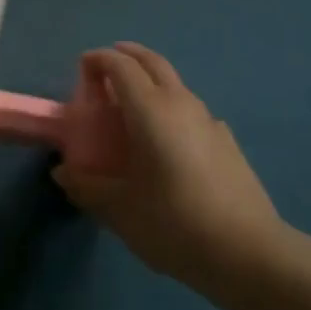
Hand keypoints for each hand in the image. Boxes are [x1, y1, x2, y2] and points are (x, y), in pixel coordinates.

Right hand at [54, 44, 283, 296]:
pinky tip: (168, 141)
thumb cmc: (174, 222)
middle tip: (104, 69)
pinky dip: (172, 109)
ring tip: (132, 107)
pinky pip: (192, 111)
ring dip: (150, 81)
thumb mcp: (120, 209)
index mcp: (150, 109)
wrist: (248, 253)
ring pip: (175, 83)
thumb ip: (87, 186)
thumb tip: (63, 173)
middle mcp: (180, 103)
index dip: (98, 60)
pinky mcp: (227, 142)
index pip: (120, 65)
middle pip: (152, 61)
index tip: (81, 68)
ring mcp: (208, 120)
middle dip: (127, 55)